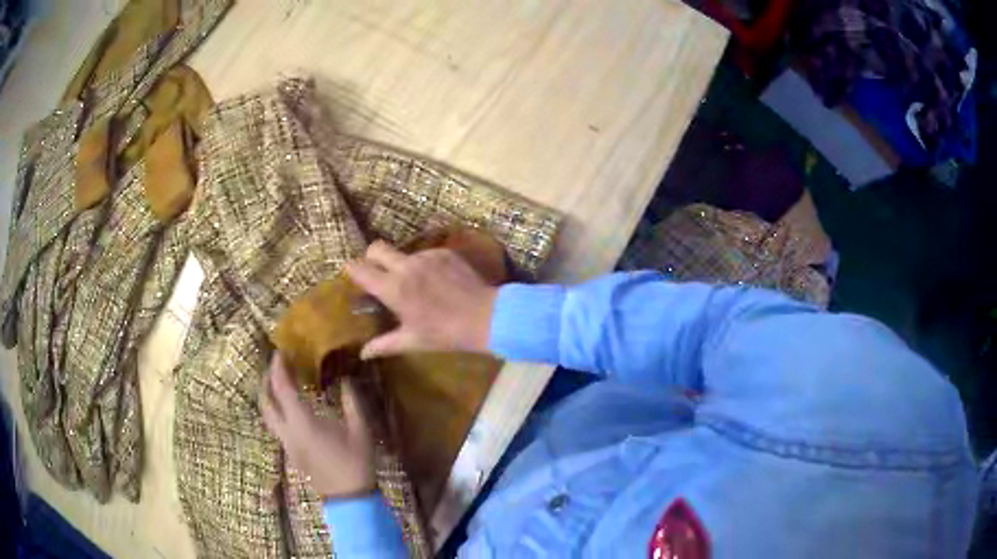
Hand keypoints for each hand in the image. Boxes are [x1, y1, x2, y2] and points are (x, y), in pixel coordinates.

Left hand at [260, 353, 375, 498]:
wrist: (349, 498)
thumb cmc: (356, 463)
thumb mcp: (360, 430)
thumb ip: (351, 402)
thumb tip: (345, 381)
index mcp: (303, 423)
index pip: (282, 388)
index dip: (278, 367)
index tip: (281, 351)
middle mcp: (288, 432)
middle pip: (265, 401)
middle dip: (266, 380)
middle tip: (275, 365)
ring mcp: (286, 444)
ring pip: (266, 415)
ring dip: (267, 395)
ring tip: (278, 383)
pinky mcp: (290, 452)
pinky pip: (275, 425)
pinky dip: (275, 409)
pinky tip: (289, 407)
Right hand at [345, 240, 496, 358]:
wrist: (486, 317)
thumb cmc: (445, 334)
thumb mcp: (412, 341)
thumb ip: (384, 345)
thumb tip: (363, 354)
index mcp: (393, 288)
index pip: (360, 269)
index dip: (352, 270)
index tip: (353, 277)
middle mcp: (405, 266)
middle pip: (376, 247)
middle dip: (371, 257)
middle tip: (378, 274)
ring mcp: (426, 256)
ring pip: (402, 252)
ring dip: (401, 264)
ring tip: (415, 285)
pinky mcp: (444, 252)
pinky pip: (425, 254)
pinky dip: (423, 265)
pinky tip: (435, 282)